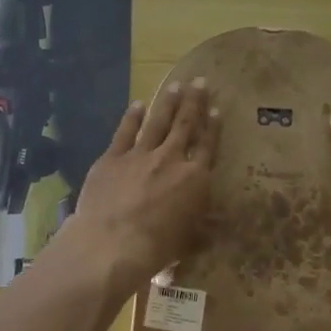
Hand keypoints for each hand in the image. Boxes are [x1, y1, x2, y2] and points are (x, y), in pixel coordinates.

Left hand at [65, 79, 218, 287]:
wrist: (112, 244)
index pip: (207, 146)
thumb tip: (218, 224)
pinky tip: (138, 104)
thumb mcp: (189, 241)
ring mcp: (140, 155)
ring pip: (158, 122)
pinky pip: (125, 132)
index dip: (212, 127)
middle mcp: (170, 159)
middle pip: (185, 125)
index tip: (216, 108)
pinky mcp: (112, 158)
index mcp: (194, 179)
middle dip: (193, 102)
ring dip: (168, 103)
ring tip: (175, 85)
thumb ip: (203, 227)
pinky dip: (132, 117)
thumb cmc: (157, 248)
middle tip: (199, 81)